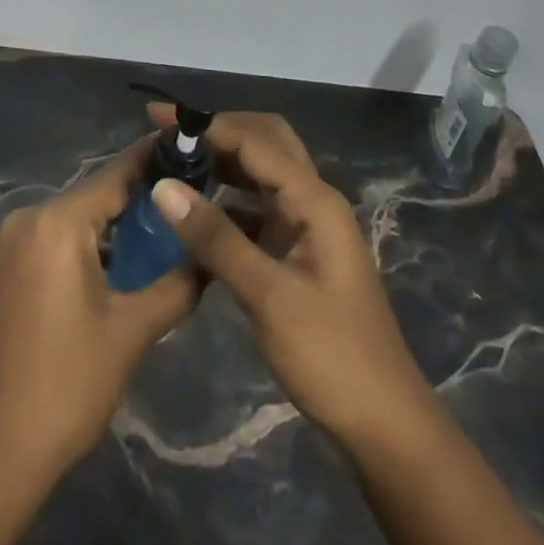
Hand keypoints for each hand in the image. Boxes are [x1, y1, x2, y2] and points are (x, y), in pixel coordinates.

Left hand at [0, 135, 198, 472]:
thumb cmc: (67, 385)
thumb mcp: (130, 333)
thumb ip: (176, 286)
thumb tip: (210, 259)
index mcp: (56, 223)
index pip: (114, 176)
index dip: (152, 161)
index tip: (186, 148)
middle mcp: (26, 219)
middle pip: (91, 196)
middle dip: (134, 199)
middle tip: (180, 204)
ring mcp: (6, 244)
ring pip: (70, 219)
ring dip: (107, 226)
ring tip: (153, 235)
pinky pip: (48, 239)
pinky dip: (80, 244)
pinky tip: (109, 266)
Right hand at [145, 105, 430, 448]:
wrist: (386, 427)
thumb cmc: (331, 356)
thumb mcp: (268, 296)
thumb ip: (215, 237)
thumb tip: (163, 185)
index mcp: (314, 199)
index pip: (253, 140)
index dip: (205, 124)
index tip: (157, 117)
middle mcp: (314, 200)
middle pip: (266, 142)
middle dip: (220, 131)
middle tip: (172, 137)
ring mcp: (309, 227)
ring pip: (263, 174)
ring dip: (224, 163)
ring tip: (176, 167)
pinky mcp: (299, 252)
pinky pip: (259, 209)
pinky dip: (229, 202)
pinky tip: (198, 217)